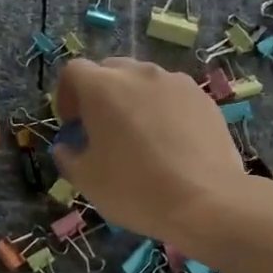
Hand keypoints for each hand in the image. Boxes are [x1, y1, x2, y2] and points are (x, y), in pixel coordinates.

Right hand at [51, 57, 265, 249]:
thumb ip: (68, 156)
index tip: (72, 125)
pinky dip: (163, 110)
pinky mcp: (203, 98)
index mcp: (102, 88)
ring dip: (133, 100)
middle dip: (99, 95)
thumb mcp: (86, 180)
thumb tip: (67, 147)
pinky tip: (169, 144)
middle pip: (109, 70)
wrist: (206, 202)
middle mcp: (139, 74)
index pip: (73, 71)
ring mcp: (176, 83)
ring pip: (144, 81)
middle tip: (102, 129)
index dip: (66, 95)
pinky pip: (172, 96)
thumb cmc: (134, 188)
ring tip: (139, 137)